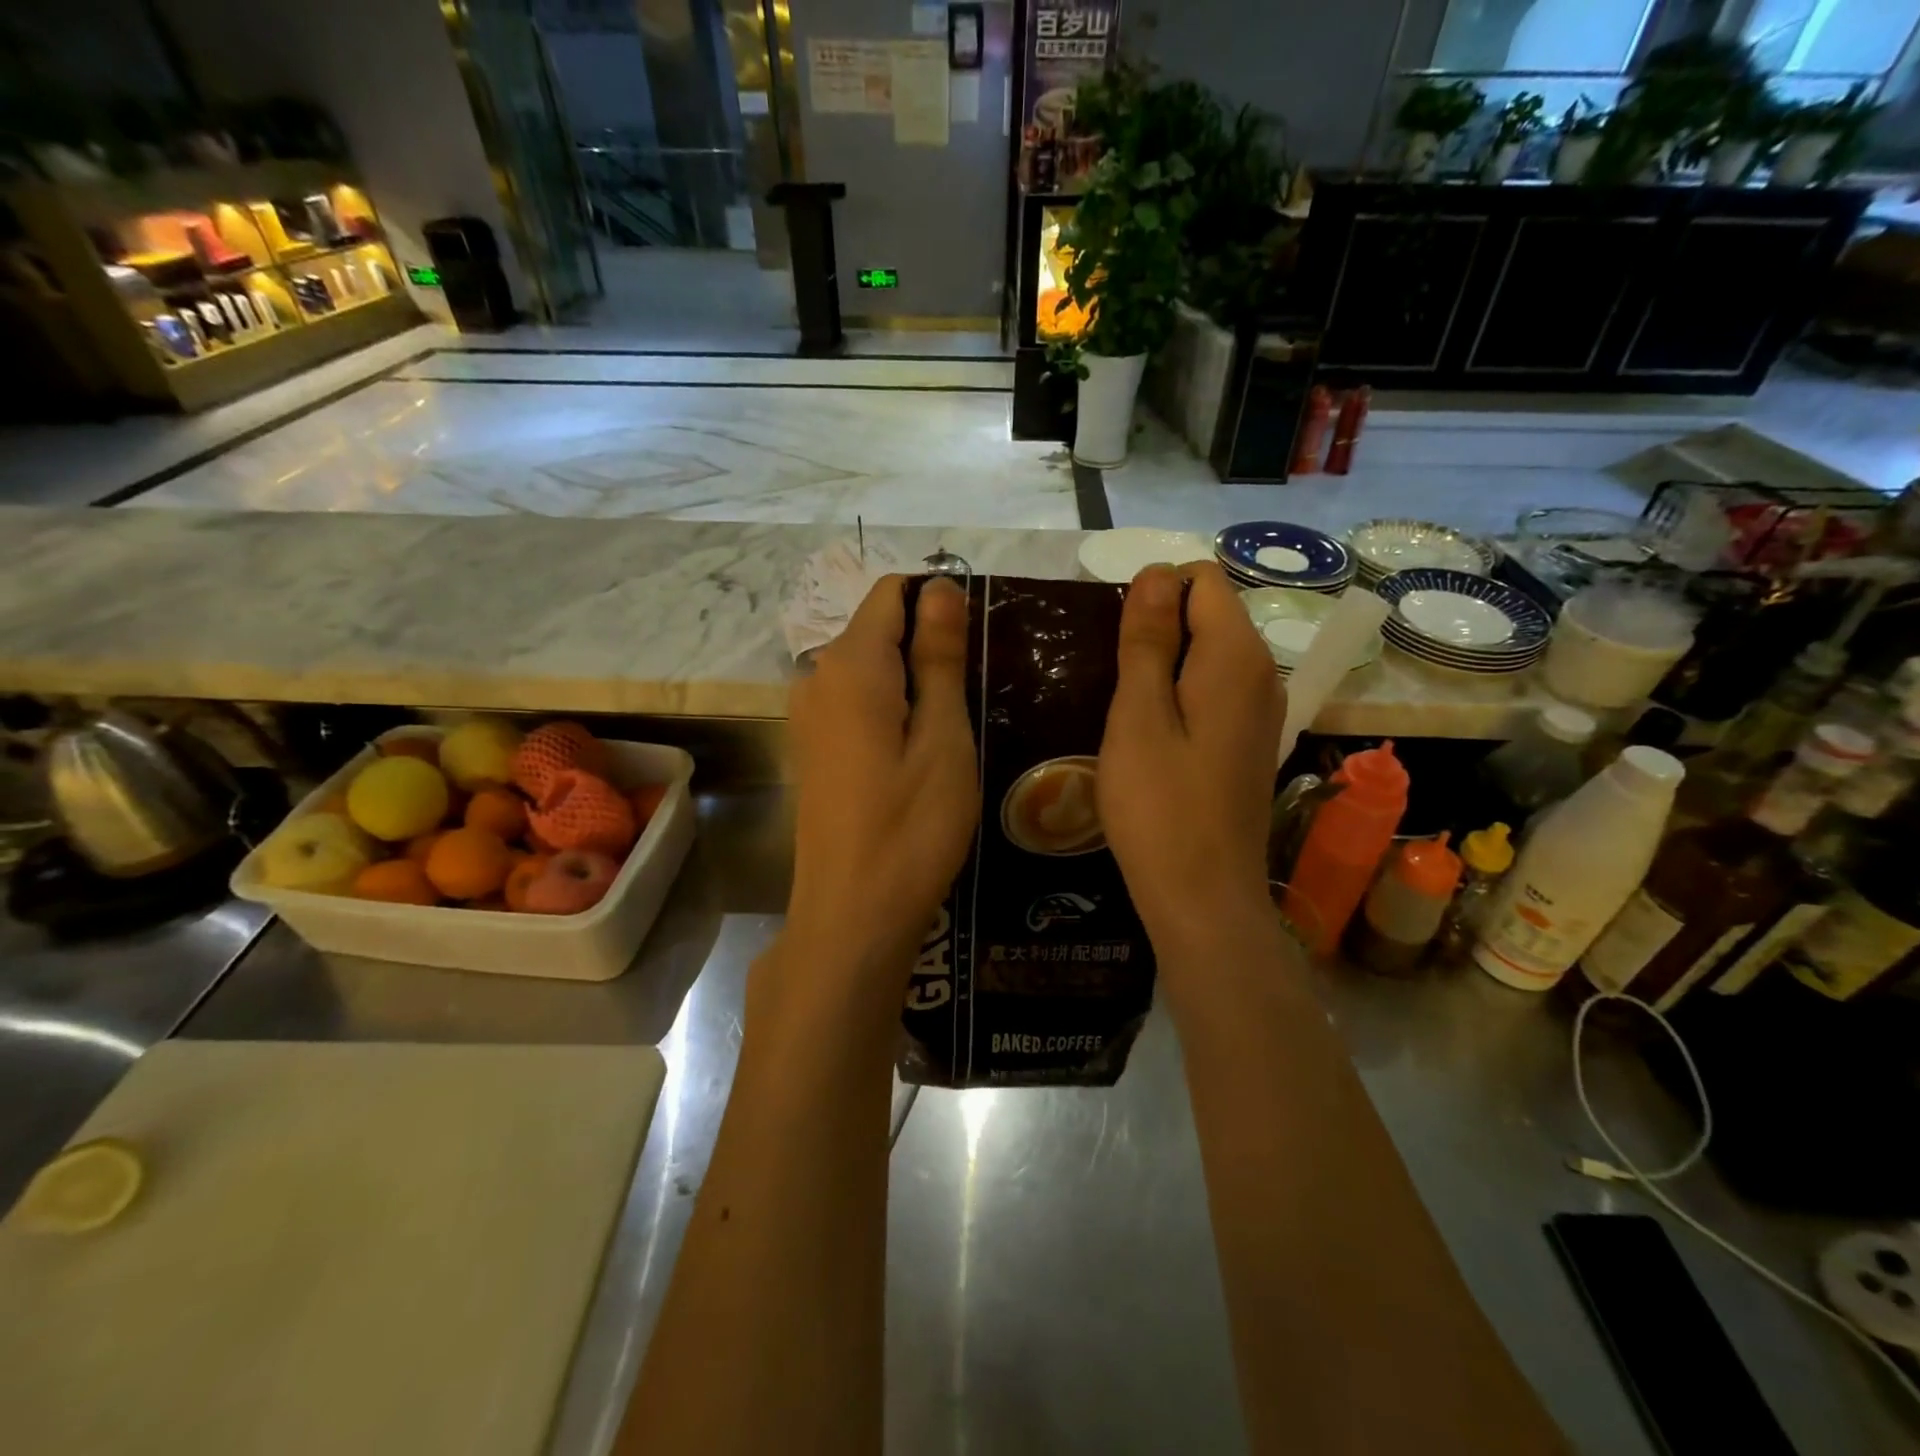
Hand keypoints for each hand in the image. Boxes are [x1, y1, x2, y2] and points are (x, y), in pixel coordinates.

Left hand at [778, 575, 978, 1016]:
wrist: (851, 914)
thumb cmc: (911, 828)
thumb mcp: (943, 738)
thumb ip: (939, 656)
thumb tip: (939, 585)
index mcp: (852, 665)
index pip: (892, 593)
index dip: (938, 602)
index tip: (977, 646)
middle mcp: (817, 677)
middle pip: (879, 630)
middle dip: (929, 646)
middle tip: (976, 697)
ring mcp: (808, 715)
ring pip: (870, 669)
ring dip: (915, 682)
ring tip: (956, 730)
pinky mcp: (813, 748)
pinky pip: (857, 703)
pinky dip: (892, 710)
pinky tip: (919, 755)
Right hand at [1098, 562, 1283, 961]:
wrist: (1203, 897)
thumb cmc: (1159, 806)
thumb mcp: (1138, 716)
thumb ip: (1147, 639)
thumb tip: (1156, 571)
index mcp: (1236, 656)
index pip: (1201, 579)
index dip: (1153, 597)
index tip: (1118, 647)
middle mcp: (1262, 673)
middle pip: (1208, 613)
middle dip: (1157, 630)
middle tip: (1115, 687)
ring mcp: (1261, 710)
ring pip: (1208, 654)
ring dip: (1164, 666)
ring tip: (1127, 713)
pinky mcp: (1250, 741)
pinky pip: (1214, 690)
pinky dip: (1180, 695)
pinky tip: (1152, 738)